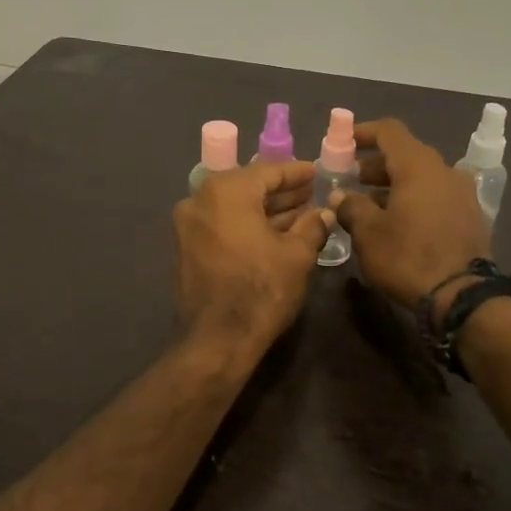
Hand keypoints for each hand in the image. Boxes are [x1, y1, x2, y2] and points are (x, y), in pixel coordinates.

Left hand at [175, 161, 332, 351]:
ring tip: (300, 216)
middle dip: (281, 193)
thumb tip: (324, 213)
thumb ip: (312, 226)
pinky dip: (246, 226)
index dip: (296, 173)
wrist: (218, 339)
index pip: (267, 171)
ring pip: (234, 208)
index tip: (316, 172)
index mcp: (226, 191)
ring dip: (265, 211)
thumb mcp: (297, 255)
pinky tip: (274, 235)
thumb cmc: (262, 289)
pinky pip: (222, 226)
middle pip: (248, 187)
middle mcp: (200, 199)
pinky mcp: (186, 249)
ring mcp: (188, 225)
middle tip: (310, 194)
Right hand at [331, 119, 489, 312]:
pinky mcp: (470, 217)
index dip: (363, 132)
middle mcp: (445, 171)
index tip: (343, 141)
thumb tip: (341, 197)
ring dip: (394, 185)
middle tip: (350, 180)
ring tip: (368, 204)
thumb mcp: (368, 233)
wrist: (461, 296)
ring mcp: (462, 194)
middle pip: (406, 155)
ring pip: (422, 177)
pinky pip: (435, 196)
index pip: (390, 131)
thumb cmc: (408, 257)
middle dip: (375, 165)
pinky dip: (413, 199)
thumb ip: (352, 207)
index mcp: (418, 166)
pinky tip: (397, 222)